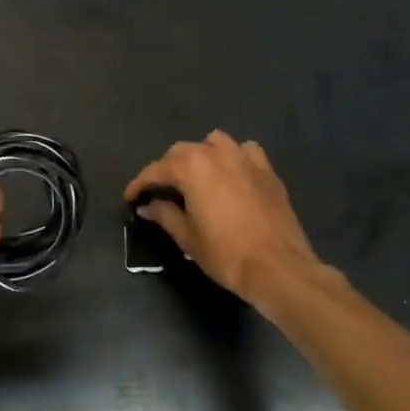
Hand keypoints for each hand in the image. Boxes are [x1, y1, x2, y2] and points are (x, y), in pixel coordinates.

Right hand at [125, 131, 324, 302]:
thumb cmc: (225, 253)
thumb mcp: (187, 237)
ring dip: (201, 154)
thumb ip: (164, 214)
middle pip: (182, 151)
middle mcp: (216, 153)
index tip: (131, 197)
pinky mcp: (267, 170)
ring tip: (197, 175)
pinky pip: (245, 151)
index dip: (139, 184)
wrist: (278, 268)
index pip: (156, 170)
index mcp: (191, 168)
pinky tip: (233, 173)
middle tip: (162, 191)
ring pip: (214, 142)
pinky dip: (234, 157)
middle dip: (168, 168)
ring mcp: (244, 158)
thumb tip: (148, 206)